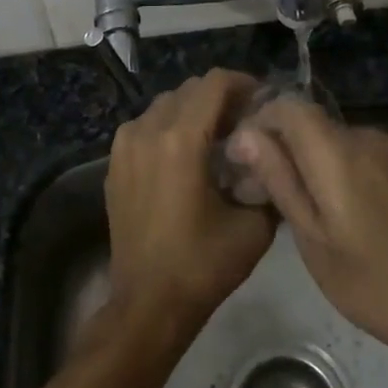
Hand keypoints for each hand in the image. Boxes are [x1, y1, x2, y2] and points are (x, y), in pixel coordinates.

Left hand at [103, 69, 275, 333]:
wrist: (148, 304)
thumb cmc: (203, 264)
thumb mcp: (255, 225)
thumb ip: (268, 179)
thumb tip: (274, 152)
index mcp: (181, 140)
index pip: (215, 83)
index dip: (244, 84)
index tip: (263, 102)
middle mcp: (147, 131)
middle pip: (189, 89)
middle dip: (220, 98)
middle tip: (245, 122)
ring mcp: (124, 146)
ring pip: (165, 105)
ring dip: (193, 111)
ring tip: (216, 139)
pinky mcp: (114, 164)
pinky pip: (145, 126)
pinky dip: (169, 128)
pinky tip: (186, 157)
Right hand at [228, 100, 387, 352]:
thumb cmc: (368, 280)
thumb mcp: (312, 237)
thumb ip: (279, 178)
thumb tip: (245, 135)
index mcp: (337, 153)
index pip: (289, 105)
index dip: (262, 121)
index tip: (248, 156)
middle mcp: (366, 136)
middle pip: (313, 122)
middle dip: (287, 145)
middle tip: (272, 188)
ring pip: (338, 138)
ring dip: (317, 158)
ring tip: (311, 202)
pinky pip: (365, 152)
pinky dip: (346, 167)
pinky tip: (349, 206)